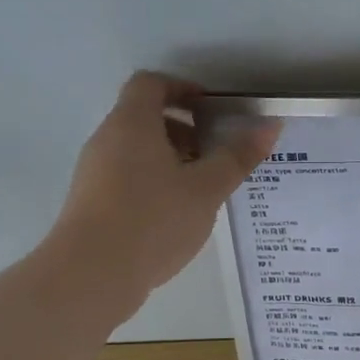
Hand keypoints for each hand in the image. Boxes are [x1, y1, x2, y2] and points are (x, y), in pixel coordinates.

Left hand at [48, 72, 279, 315]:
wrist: (90, 275)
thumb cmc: (153, 220)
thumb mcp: (206, 189)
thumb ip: (237, 156)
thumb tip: (269, 126)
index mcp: (132, 123)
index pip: (151, 83)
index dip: (183, 88)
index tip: (212, 111)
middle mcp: (107, 140)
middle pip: (145, 117)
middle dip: (185, 130)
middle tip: (216, 155)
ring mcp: (94, 173)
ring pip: (137, 151)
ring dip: (172, 160)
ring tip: (203, 191)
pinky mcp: (92, 203)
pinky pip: (128, 178)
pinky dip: (155, 183)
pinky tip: (178, 216)